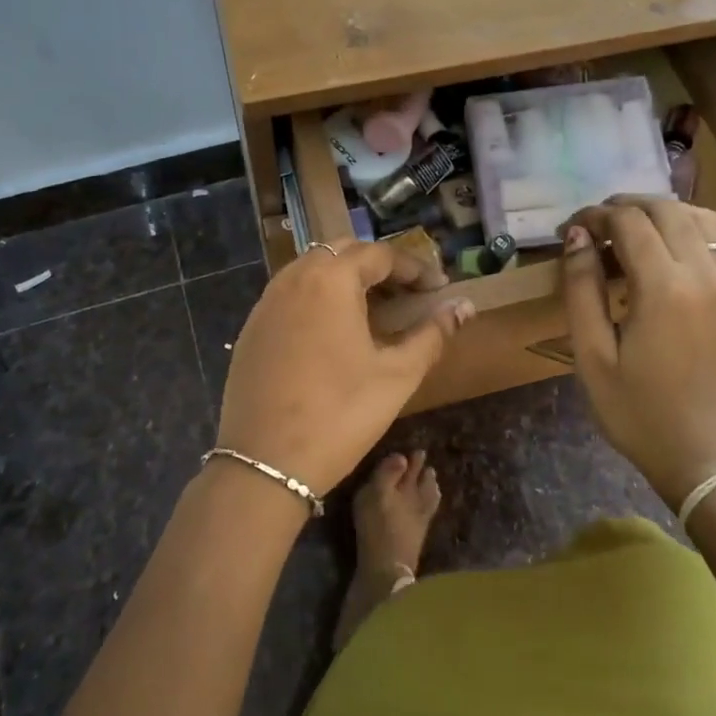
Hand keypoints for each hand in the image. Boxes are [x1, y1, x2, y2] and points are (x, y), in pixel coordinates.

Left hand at [218, 240, 472, 497]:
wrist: (265, 464)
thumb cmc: (341, 414)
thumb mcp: (397, 375)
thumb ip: (432, 334)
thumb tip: (463, 307)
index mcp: (331, 279)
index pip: (380, 254)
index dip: (415, 268)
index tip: (439, 289)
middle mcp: (294, 278)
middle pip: (344, 252)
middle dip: (380, 266)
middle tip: (408, 294)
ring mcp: (267, 302)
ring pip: (313, 269)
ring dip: (347, 278)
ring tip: (375, 310)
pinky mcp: (252, 327)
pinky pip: (291, 293)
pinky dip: (319, 297)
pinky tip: (334, 331)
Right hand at [561, 197, 715, 509]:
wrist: (701, 456)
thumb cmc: (635, 410)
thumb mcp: (591, 355)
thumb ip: (581, 288)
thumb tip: (576, 235)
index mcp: (664, 288)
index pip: (629, 222)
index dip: (595, 215)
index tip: (571, 228)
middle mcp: (704, 275)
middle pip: (666, 210)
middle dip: (626, 206)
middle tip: (596, 225)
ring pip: (703, 218)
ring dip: (665, 213)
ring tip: (635, 230)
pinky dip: (700, 233)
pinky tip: (678, 251)